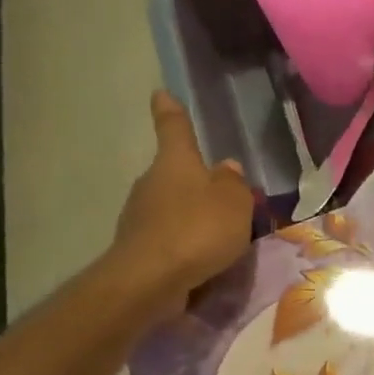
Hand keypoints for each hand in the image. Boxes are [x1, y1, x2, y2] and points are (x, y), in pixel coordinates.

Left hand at [112, 91, 254, 309]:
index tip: (161, 94)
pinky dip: (184, 243)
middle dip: (196, 181)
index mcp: (175, 162)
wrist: (151, 280)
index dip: (170, 110)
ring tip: (220, 236)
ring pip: (171, 207)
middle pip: (175, 173)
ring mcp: (140, 216)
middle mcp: (152, 182)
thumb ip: (234, 184)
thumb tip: (227, 168)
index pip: (174, 127)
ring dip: (192, 216)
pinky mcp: (139, 248)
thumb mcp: (234, 202)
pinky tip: (202, 260)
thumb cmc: (197, 229)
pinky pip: (168, 237)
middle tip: (226, 197)